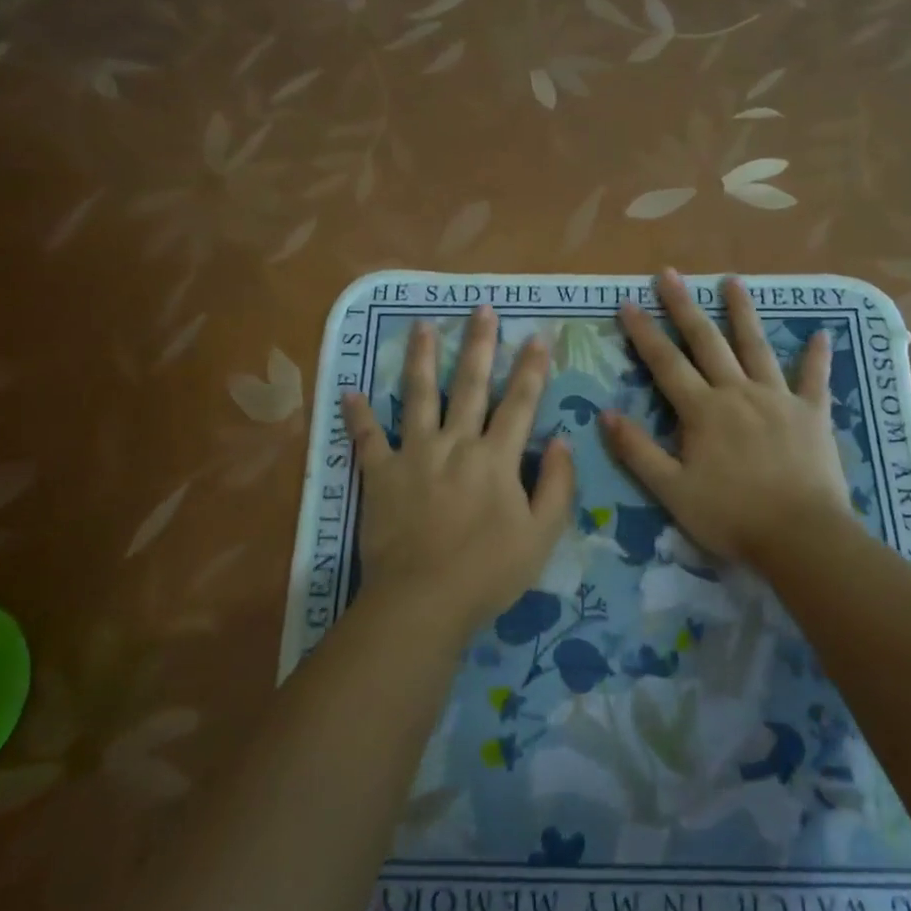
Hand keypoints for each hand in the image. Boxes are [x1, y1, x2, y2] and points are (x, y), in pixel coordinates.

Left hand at [343, 308, 574, 626]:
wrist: (423, 600)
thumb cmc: (489, 572)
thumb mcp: (542, 535)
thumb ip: (557, 485)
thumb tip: (561, 440)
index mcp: (496, 458)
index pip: (520, 403)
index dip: (532, 369)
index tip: (538, 336)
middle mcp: (456, 444)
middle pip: (470, 385)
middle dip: (479, 345)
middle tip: (481, 309)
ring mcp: (413, 455)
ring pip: (418, 396)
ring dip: (421, 359)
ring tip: (422, 326)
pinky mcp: (380, 475)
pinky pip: (367, 439)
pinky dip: (357, 416)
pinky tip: (348, 391)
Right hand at [603, 271, 852, 566]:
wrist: (800, 536)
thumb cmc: (730, 516)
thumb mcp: (672, 490)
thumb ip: (638, 451)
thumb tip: (604, 413)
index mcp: (703, 411)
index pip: (665, 364)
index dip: (644, 333)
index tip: (628, 303)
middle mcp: (738, 392)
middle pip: (707, 342)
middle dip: (685, 307)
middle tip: (669, 274)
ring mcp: (778, 399)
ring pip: (757, 347)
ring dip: (742, 312)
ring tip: (732, 280)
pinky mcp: (812, 414)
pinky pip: (814, 379)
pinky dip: (817, 356)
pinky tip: (823, 333)